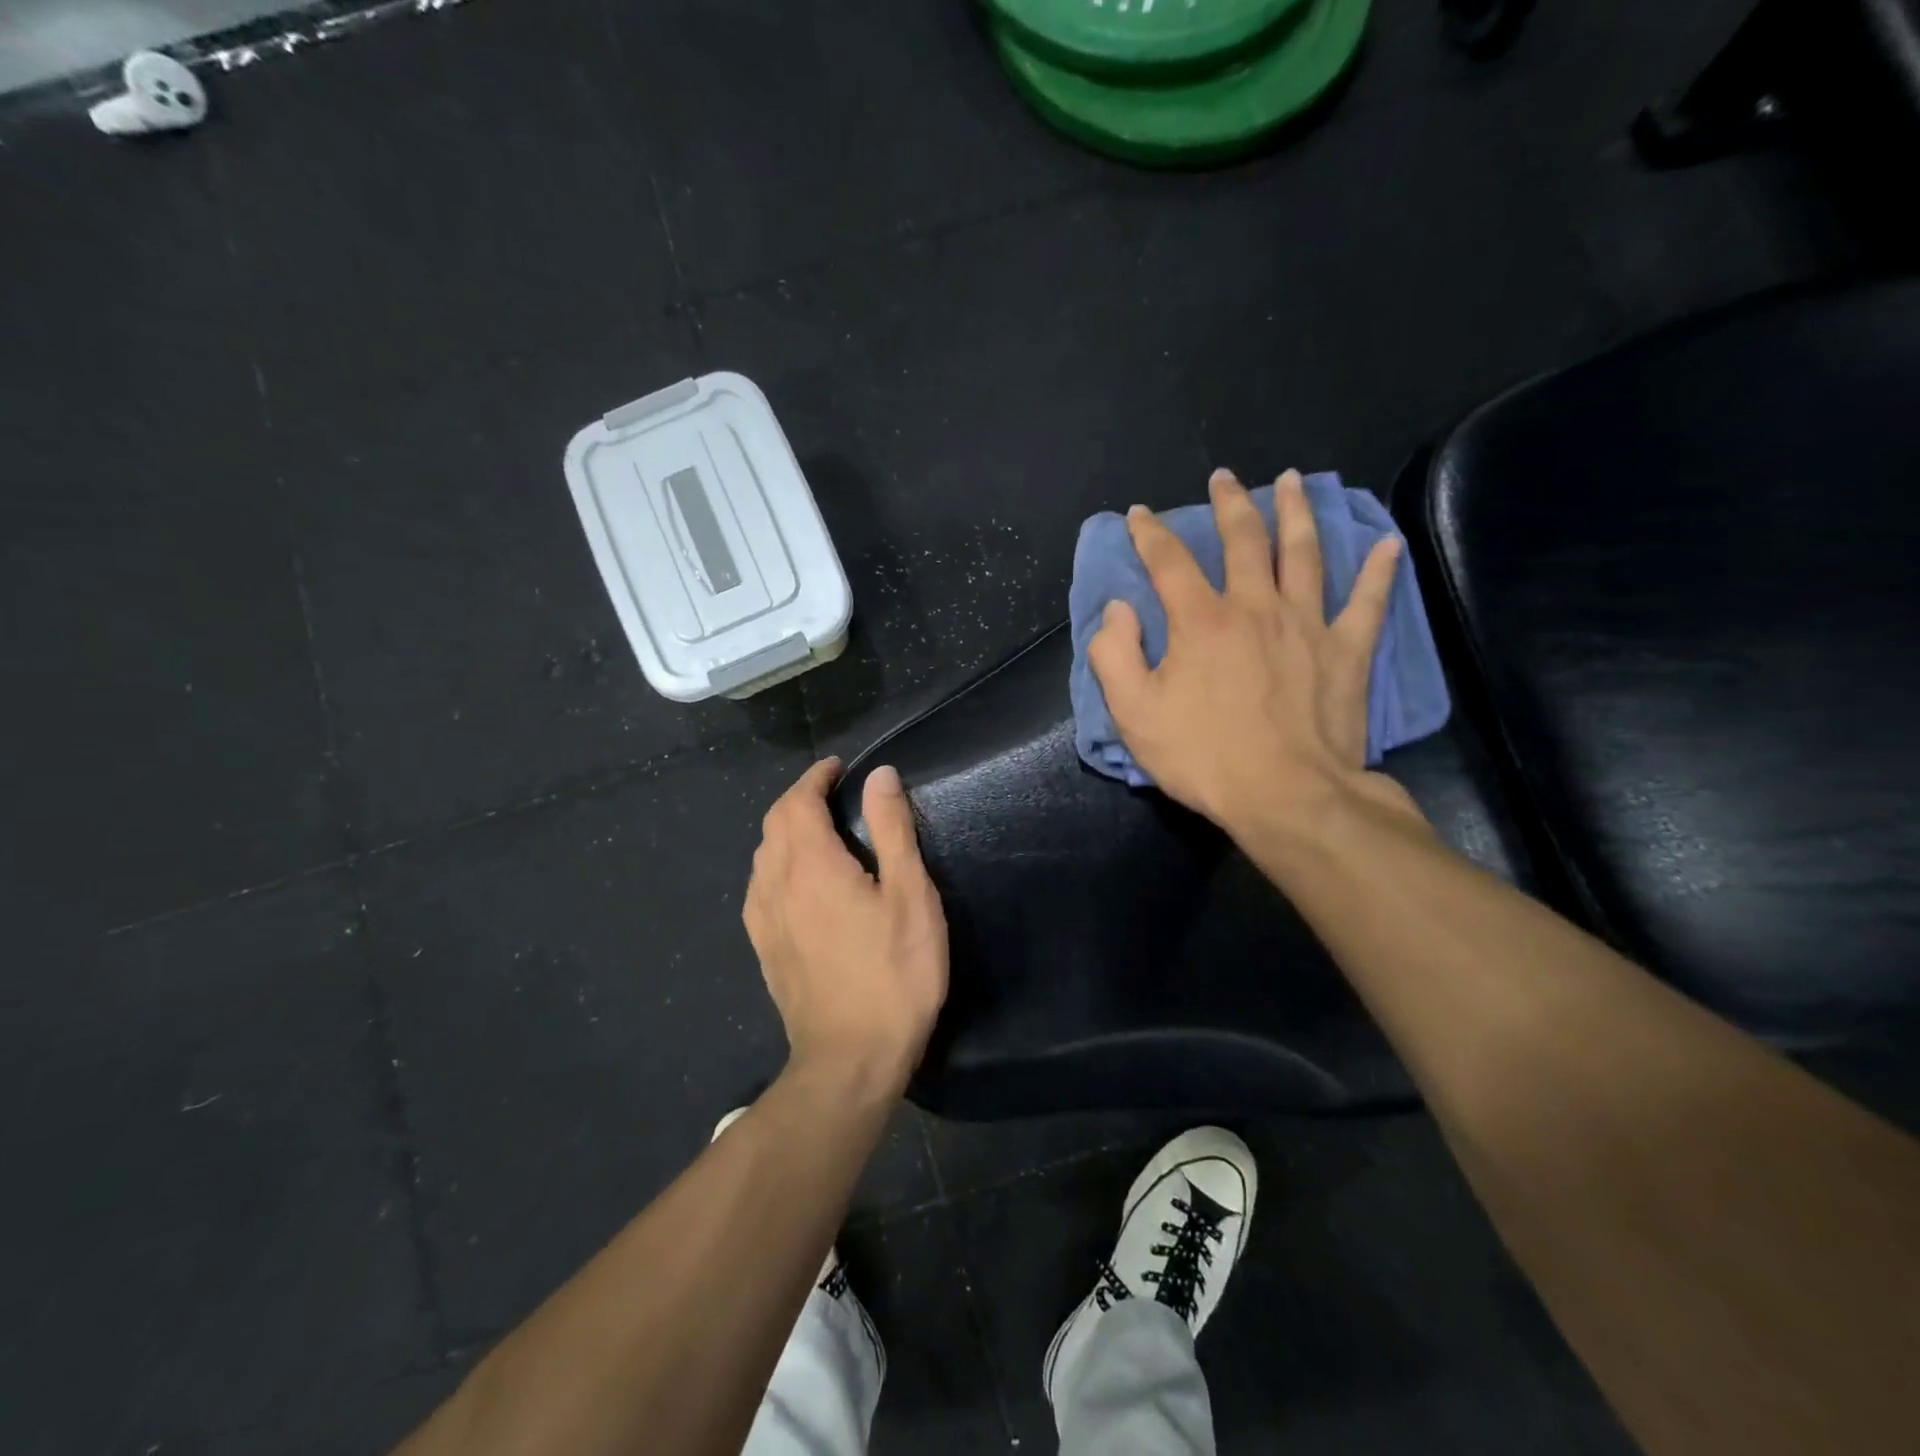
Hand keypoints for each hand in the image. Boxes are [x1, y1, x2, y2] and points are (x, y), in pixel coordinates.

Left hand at [744, 759, 948, 1098]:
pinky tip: (794, 880)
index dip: (816, 777)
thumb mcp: (910, 896)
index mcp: (812, 864)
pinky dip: (775, 863)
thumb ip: (892, 830)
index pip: (799, 801)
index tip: (838, 767)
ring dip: (784, 829)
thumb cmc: (893, 973)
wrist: (850, 1059)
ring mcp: (764, 919)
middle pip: (774, 823)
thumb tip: (880, 775)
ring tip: (815, 828)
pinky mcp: (764, 948)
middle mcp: (776, 884)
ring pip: (762, 855)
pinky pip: (759, 887)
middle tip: (831, 792)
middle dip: (798, 798)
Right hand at [1088, 468, 1420, 844]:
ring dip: (1296, 512)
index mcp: (1201, 621)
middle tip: (1223, 478)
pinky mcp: (1347, 650)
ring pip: (1304, 552)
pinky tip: (1387, 544)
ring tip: (1292, 481)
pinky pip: (1367, 601)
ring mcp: (1307, 624)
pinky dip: (1379, 570)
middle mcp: (1255, 607)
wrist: (1288, 797)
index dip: (1150, 534)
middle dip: (1229, 504)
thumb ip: (1115, 654)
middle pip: (1243, 540)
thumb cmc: (1204, 757)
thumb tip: (1118, 609)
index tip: (1140, 515)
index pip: (1169, 562)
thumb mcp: (1134, 714)